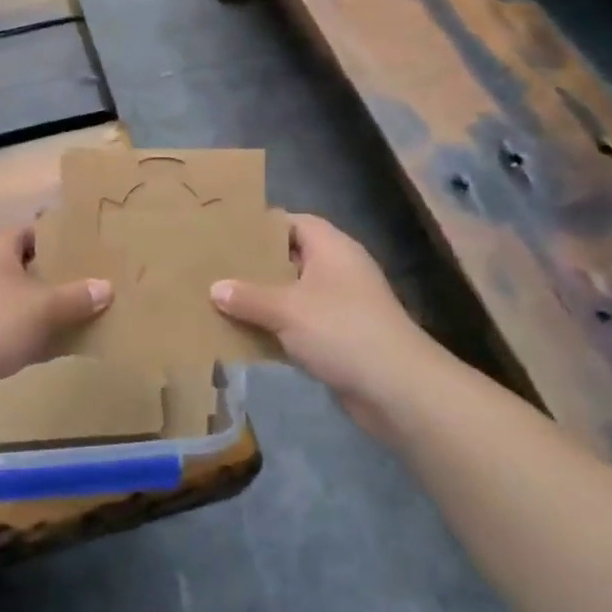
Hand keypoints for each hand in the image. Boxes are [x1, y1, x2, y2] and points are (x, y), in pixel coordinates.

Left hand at [0, 225, 111, 396]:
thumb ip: (77, 297)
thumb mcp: (43, 308)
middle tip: (99, 284)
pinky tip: (66, 347)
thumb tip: (106, 287)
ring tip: (90, 315)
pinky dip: (37, 334)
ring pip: (23, 300)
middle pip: (31, 266)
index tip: (95, 249)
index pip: (35, 231)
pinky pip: (14, 328)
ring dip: (51, 309)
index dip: (64, 238)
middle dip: (63, 277)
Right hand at [210, 214, 449, 442]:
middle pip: (291, 258)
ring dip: (263, 300)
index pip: (294, 222)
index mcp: (332, 248)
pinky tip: (245, 335)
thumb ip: (248, 297)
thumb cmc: (341, 331)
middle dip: (256, 265)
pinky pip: (300, 324)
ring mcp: (341, 305)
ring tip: (221, 300)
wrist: (396, 389)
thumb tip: (215, 288)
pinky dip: (276, 328)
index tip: (226, 234)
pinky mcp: (339, 337)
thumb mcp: (287, 309)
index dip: (262, 226)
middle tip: (216, 267)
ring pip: (293, 294)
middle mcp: (338, 270)